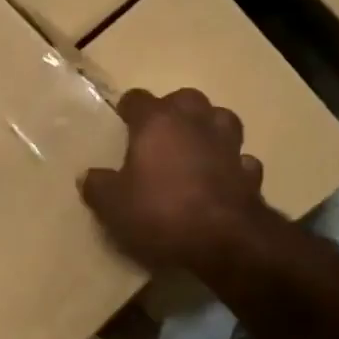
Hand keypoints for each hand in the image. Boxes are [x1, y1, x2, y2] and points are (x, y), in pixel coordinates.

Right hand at [81, 88, 266, 272]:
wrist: (224, 240)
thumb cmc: (160, 212)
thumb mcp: (113, 206)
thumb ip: (98, 187)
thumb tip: (88, 176)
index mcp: (157, 122)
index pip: (138, 99)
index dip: (128, 109)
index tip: (121, 123)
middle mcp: (195, 122)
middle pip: (185, 99)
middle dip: (173, 111)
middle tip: (159, 135)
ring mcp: (228, 144)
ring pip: (221, 119)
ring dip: (209, 128)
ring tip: (196, 148)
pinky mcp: (250, 172)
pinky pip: (240, 159)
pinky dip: (232, 165)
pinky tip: (223, 179)